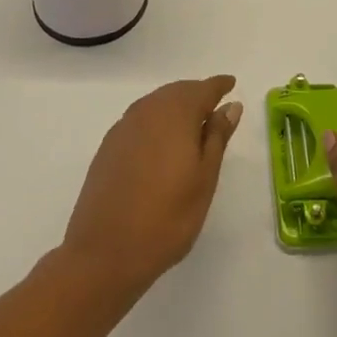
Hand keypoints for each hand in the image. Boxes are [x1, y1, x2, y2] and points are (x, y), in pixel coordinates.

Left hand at [59, 76, 242, 300]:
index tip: (231, 84)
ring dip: (176, 107)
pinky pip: (140, 119)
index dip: (219, 86)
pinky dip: (157, 122)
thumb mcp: (204, 178)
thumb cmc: (167, 218)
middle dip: (197, 95)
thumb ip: (217, 137)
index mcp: (175, 113)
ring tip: (192, 125)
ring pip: (157, 104)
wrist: (104, 251)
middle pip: (178, 92)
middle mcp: (148, 110)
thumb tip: (230, 106)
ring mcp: (124, 126)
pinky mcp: (109, 145)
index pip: (203, 89)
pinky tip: (161, 143)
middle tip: (215, 107)